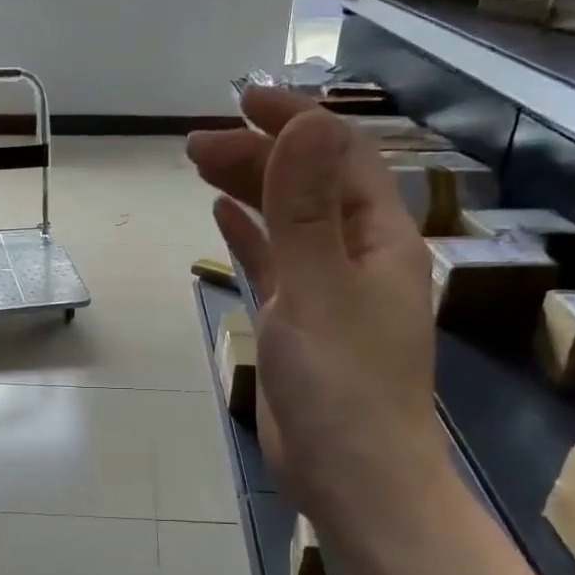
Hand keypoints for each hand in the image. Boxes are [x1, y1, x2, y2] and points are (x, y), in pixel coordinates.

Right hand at [186, 88, 448, 521]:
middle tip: (195, 143)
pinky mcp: (298, 322)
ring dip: (250, 188)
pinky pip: (274, 263)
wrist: (351, 474)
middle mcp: (357, 254)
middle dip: (258, 155)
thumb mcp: (318, 288)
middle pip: (308, 184)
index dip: (296, 121)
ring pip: (287, 221)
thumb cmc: (341, 383)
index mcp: (378, 238)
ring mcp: (326, 289)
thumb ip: (306, 207)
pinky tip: (222, 215)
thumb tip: (307, 122)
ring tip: (200, 166)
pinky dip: (249, 235)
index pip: (341, 156)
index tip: (243, 99)